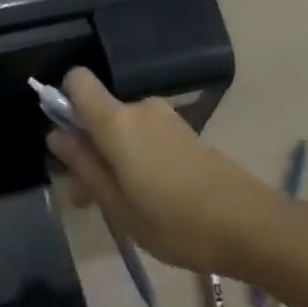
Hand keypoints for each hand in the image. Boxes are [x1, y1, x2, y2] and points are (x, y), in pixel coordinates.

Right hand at [48, 68, 274, 275]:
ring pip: (122, 128)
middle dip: (87, 146)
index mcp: (116, 121)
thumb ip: (84, 167)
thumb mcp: (117, 206)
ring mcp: (166, 118)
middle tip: (90, 197)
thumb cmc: (175, 222)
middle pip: (98, 112)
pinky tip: (150, 199)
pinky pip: (145, 136)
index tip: (66, 140)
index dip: (64, 101)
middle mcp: (139, 108)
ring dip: (112, 157)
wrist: (251, 226)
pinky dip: (136, 158)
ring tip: (121, 206)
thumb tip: (55, 136)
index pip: (77, 80)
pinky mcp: (185, 132)